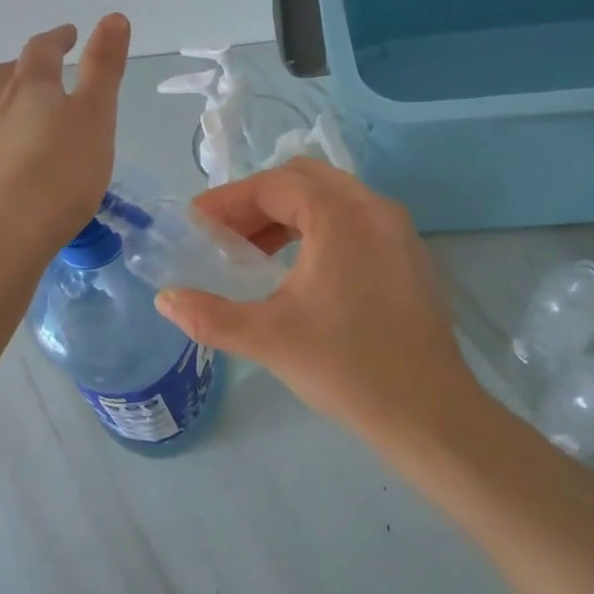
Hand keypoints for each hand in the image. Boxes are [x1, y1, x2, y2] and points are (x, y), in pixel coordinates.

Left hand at [0, 15, 129, 251]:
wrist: (6, 231)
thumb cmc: (63, 172)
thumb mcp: (97, 116)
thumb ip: (104, 67)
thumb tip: (113, 16)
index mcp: (31, 86)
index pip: (42, 49)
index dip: (57, 38)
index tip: (69, 35)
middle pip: (5, 72)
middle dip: (24, 65)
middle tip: (41, 70)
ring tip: (0, 92)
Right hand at [155, 159, 477, 442]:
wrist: (429, 414)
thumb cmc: (346, 367)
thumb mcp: (267, 338)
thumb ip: (208, 315)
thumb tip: (165, 299)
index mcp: (340, 215)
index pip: (272, 185)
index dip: (227, 200)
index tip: (196, 223)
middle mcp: (374, 208)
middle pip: (303, 179)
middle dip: (256, 201)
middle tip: (223, 234)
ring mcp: (398, 230)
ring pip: (332, 198)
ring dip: (287, 214)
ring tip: (253, 251)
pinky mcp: (410, 256)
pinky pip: (355, 220)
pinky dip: (318, 228)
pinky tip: (299, 269)